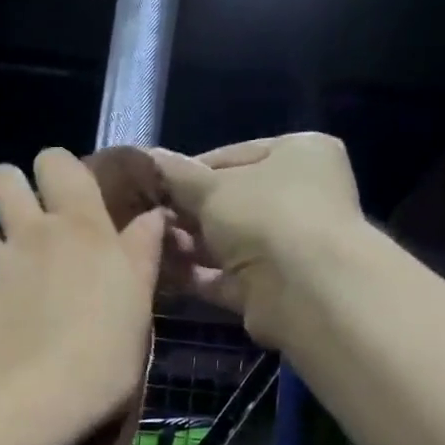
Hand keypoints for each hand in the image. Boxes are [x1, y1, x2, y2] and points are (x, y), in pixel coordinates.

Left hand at [0, 148, 164, 438]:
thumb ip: (140, 253)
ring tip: (11, 287)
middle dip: (11, 190)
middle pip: (2, 178)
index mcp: (78, 228)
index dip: (56, 170)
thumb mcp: (136, 305)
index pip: (56, 161)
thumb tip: (152, 216)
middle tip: (26, 226)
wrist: (32, 402)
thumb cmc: (102, 355)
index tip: (64, 196)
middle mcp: (27, 234)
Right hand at [150, 133, 363, 348]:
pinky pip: (222, 276)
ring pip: (224, 241)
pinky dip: (193, 274)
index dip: (187, 171)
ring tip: (143, 241)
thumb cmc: (265, 216)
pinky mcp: (269, 287)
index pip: (231, 156)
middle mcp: (299, 197)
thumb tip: (141, 157)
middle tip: (142, 216)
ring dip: (185, 243)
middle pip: (228, 201)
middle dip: (184, 211)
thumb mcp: (211, 187)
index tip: (150, 184)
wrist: (303, 290)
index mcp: (298, 155)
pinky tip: (157, 270)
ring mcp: (286, 245)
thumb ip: (174, 175)